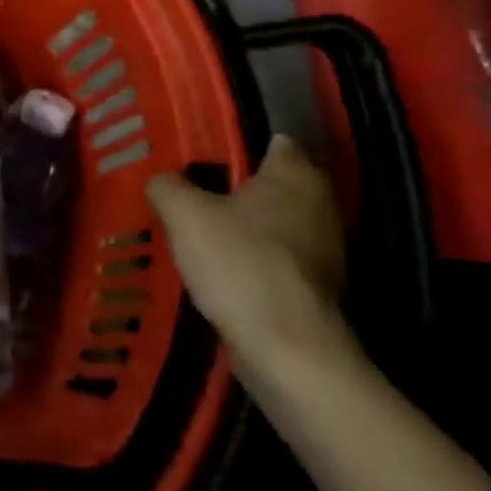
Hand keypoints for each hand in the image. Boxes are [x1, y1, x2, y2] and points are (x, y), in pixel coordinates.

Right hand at [147, 135, 349, 376]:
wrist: (287, 348)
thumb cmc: (239, 262)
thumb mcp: (182, 211)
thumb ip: (167, 185)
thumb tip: (164, 181)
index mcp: (296, 175)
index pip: (274, 142)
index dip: (238, 143)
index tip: (203, 152)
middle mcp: (321, 205)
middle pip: (274, 185)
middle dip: (238, 187)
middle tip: (192, 189)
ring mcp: (326, 251)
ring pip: (275, 224)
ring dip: (245, 226)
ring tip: (199, 229)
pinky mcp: (318, 289)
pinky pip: (278, 259)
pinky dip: (253, 259)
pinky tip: (220, 268)